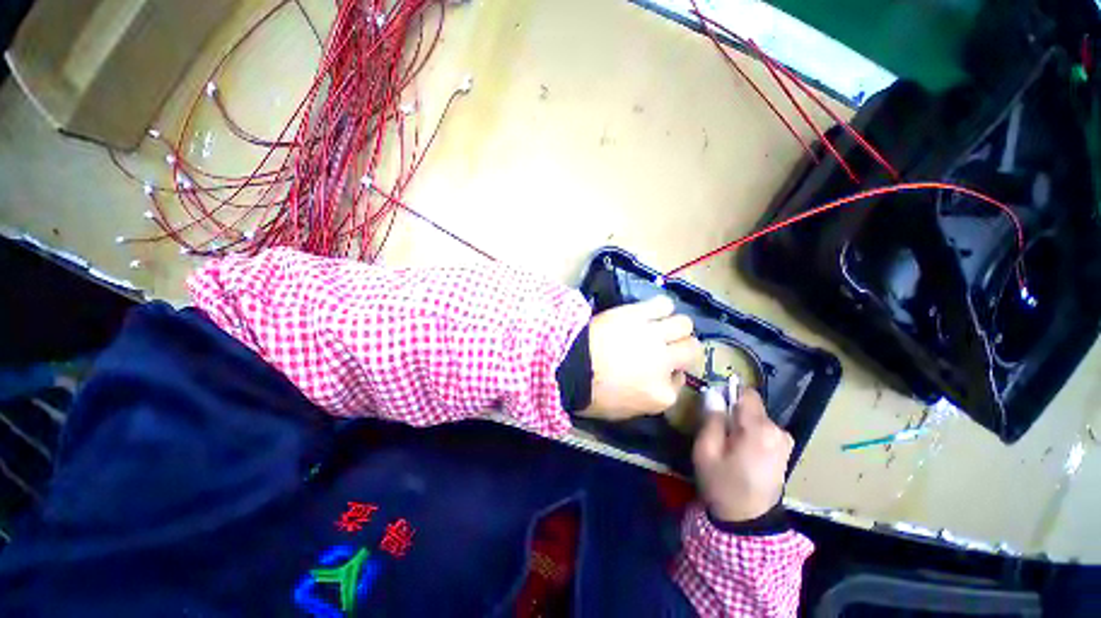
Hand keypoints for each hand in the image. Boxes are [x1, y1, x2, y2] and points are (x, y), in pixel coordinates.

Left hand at [580, 296, 701, 420]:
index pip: (679, 382)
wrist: (569, 366)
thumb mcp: (623, 411)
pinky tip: (652, 311)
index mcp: (661, 395)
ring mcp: (653, 336)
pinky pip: (662, 304)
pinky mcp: (637, 315)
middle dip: (683, 349)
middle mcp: (665, 364)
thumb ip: (647, 399)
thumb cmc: (590, 394)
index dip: (670, 374)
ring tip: (661, 326)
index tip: (660, 370)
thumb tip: (658, 384)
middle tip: (668, 346)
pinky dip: (661, 307)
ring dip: (676, 326)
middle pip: (691, 349)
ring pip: (684, 324)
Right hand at [693, 388, 792, 521]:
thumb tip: (713, 394)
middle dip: (733, 412)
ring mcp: (785, 442)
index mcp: (759, 429)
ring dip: (742, 424)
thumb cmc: (723, 485)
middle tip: (717, 432)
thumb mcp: (706, 451)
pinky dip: (752, 434)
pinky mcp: (785, 451)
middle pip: (751, 406)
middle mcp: (778, 431)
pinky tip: (742, 452)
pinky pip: (765, 430)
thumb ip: (710, 419)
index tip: (715, 408)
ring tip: (729, 445)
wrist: (748, 522)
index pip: (746, 393)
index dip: (728, 395)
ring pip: (757, 418)